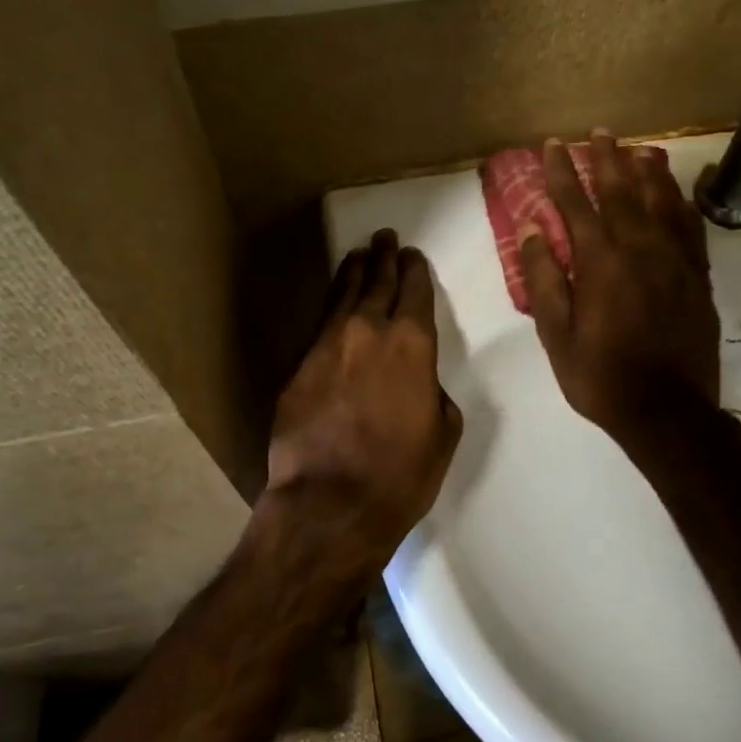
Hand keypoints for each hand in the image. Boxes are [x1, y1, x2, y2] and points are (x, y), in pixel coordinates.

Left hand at [264, 230, 463, 575]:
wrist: (329, 502)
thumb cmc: (400, 474)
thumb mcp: (442, 433)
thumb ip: (433, 392)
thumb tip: (419, 381)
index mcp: (412, 343)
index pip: (414, 291)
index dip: (414, 270)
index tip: (412, 256)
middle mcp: (368, 330)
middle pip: (377, 282)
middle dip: (384, 258)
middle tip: (385, 238)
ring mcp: (327, 344)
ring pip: (343, 294)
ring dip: (354, 272)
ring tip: (359, 255)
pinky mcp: (299, 364)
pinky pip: (319, 323)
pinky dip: (331, 305)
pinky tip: (334, 301)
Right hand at [520, 133, 720, 444]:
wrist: (668, 412)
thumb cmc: (601, 377)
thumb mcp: (556, 335)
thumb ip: (544, 278)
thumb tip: (533, 229)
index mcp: (601, 263)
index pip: (576, 204)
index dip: (561, 172)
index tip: (552, 146)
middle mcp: (641, 250)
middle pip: (622, 192)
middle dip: (607, 159)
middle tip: (600, 132)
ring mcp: (675, 261)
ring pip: (662, 202)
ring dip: (647, 172)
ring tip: (639, 149)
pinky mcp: (698, 277)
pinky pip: (690, 228)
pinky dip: (681, 203)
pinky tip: (676, 193)